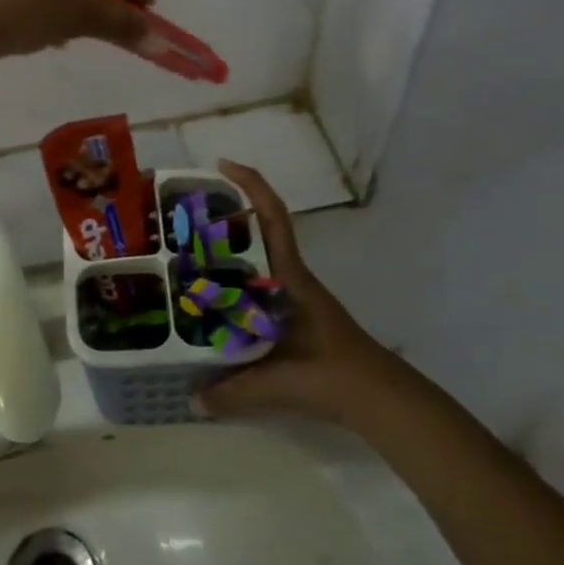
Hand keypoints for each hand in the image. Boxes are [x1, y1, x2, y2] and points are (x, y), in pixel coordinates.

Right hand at [197, 161, 402, 426]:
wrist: (380, 398)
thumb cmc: (335, 375)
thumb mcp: (281, 383)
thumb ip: (234, 391)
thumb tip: (191, 399)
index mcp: (290, 276)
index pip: (273, 217)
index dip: (251, 184)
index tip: (222, 165)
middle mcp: (290, 277)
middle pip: (258, 230)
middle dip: (224, 215)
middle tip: (183, 217)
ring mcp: (293, 295)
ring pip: (256, 258)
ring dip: (227, 250)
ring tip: (186, 255)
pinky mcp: (293, 314)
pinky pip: (257, 285)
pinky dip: (234, 283)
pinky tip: (212, 301)